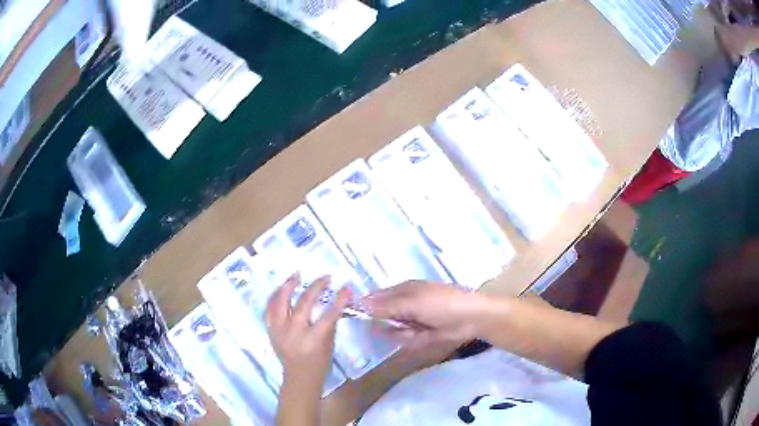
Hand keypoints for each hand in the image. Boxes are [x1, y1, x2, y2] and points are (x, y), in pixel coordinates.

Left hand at [265, 274, 350, 389]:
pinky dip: (275, 297)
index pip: (328, 315)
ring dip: (288, 286)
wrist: (299, 377)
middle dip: (316, 287)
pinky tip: (281, 288)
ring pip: (280, 302)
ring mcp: (279, 330)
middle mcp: (294, 333)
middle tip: (325, 277)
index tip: (346, 287)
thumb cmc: (319, 363)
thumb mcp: (330, 344)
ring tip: (296, 274)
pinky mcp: (270, 330)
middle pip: (303, 304)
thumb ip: (330, 324)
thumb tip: (334, 302)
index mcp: (313, 340)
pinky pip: (269, 309)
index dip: (339, 299)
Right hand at [361, 281, 489, 348]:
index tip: (354, 315)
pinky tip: (424, 336)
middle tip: (395, 325)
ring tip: (416, 330)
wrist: (472, 318)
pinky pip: (405, 340)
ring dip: (400, 333)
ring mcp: (411, 321)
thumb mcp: (413, 302)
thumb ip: (386, 305)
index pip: (375, 297)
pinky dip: (411, 339)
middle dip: (385, 324)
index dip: (365, 307)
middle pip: (381, 317)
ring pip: (391, 330)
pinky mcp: (419, 335)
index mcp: (401, 290)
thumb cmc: (442, 303)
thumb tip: (359, 303)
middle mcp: (403, 305)